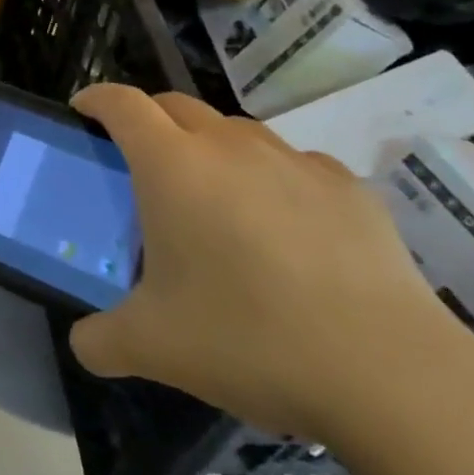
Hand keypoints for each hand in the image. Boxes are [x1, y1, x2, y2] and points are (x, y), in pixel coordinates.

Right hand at [67, 85, 468, 443]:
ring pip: (237, 131)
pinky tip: (285, 227)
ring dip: (211, 148)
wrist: (391, 375)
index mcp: (172, 166)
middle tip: (140, 162)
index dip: (96, 99)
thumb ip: (99, 340)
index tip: (82, 111)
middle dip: (148, 119)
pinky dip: (273, 179)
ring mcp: (295, 163)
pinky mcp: (350, 190)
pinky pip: (294, 165)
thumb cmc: (248, 340)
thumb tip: (84, 343)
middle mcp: (230, 147)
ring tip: (215, 198)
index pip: (122, 104)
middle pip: (176, 105)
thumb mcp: (152, 349)